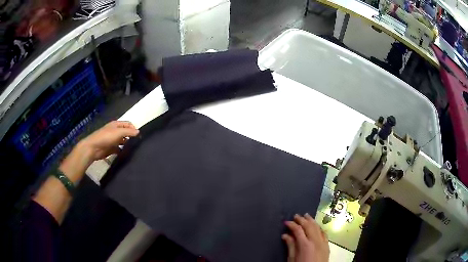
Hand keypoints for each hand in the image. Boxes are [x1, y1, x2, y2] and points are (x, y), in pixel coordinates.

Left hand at [77, 121, 139, 161]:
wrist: (94, 148)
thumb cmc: (106, 137)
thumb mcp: (118, 132)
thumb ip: (129, 132)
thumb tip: (138, 132)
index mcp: (116, 125)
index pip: (128, 124)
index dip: (134, 128)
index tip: (139, 136)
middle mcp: (115, 131)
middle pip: (126, 133)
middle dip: (132, 136)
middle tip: (138, 143)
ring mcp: (113, 140)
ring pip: (123, 141)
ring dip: (128, 144)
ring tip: (134, 149)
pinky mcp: (112, 149)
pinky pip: (119, 149)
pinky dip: (123, 151)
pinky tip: (127, 154)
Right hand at [282, 214, 329, 261]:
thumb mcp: (292, 259)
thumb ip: (290, 246)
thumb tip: (285, 235)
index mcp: (305, 245)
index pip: (298, 230)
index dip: (291, 224)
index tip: (286, 222)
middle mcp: (315, 241)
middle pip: (308, 226)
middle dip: (301, 219)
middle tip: (295, 215)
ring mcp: (323, 242)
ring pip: (317, 227)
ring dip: (311, 221)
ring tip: (306, 216)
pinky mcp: (327, 245)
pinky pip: (324, 233)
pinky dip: (319, 227)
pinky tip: (316, 226)